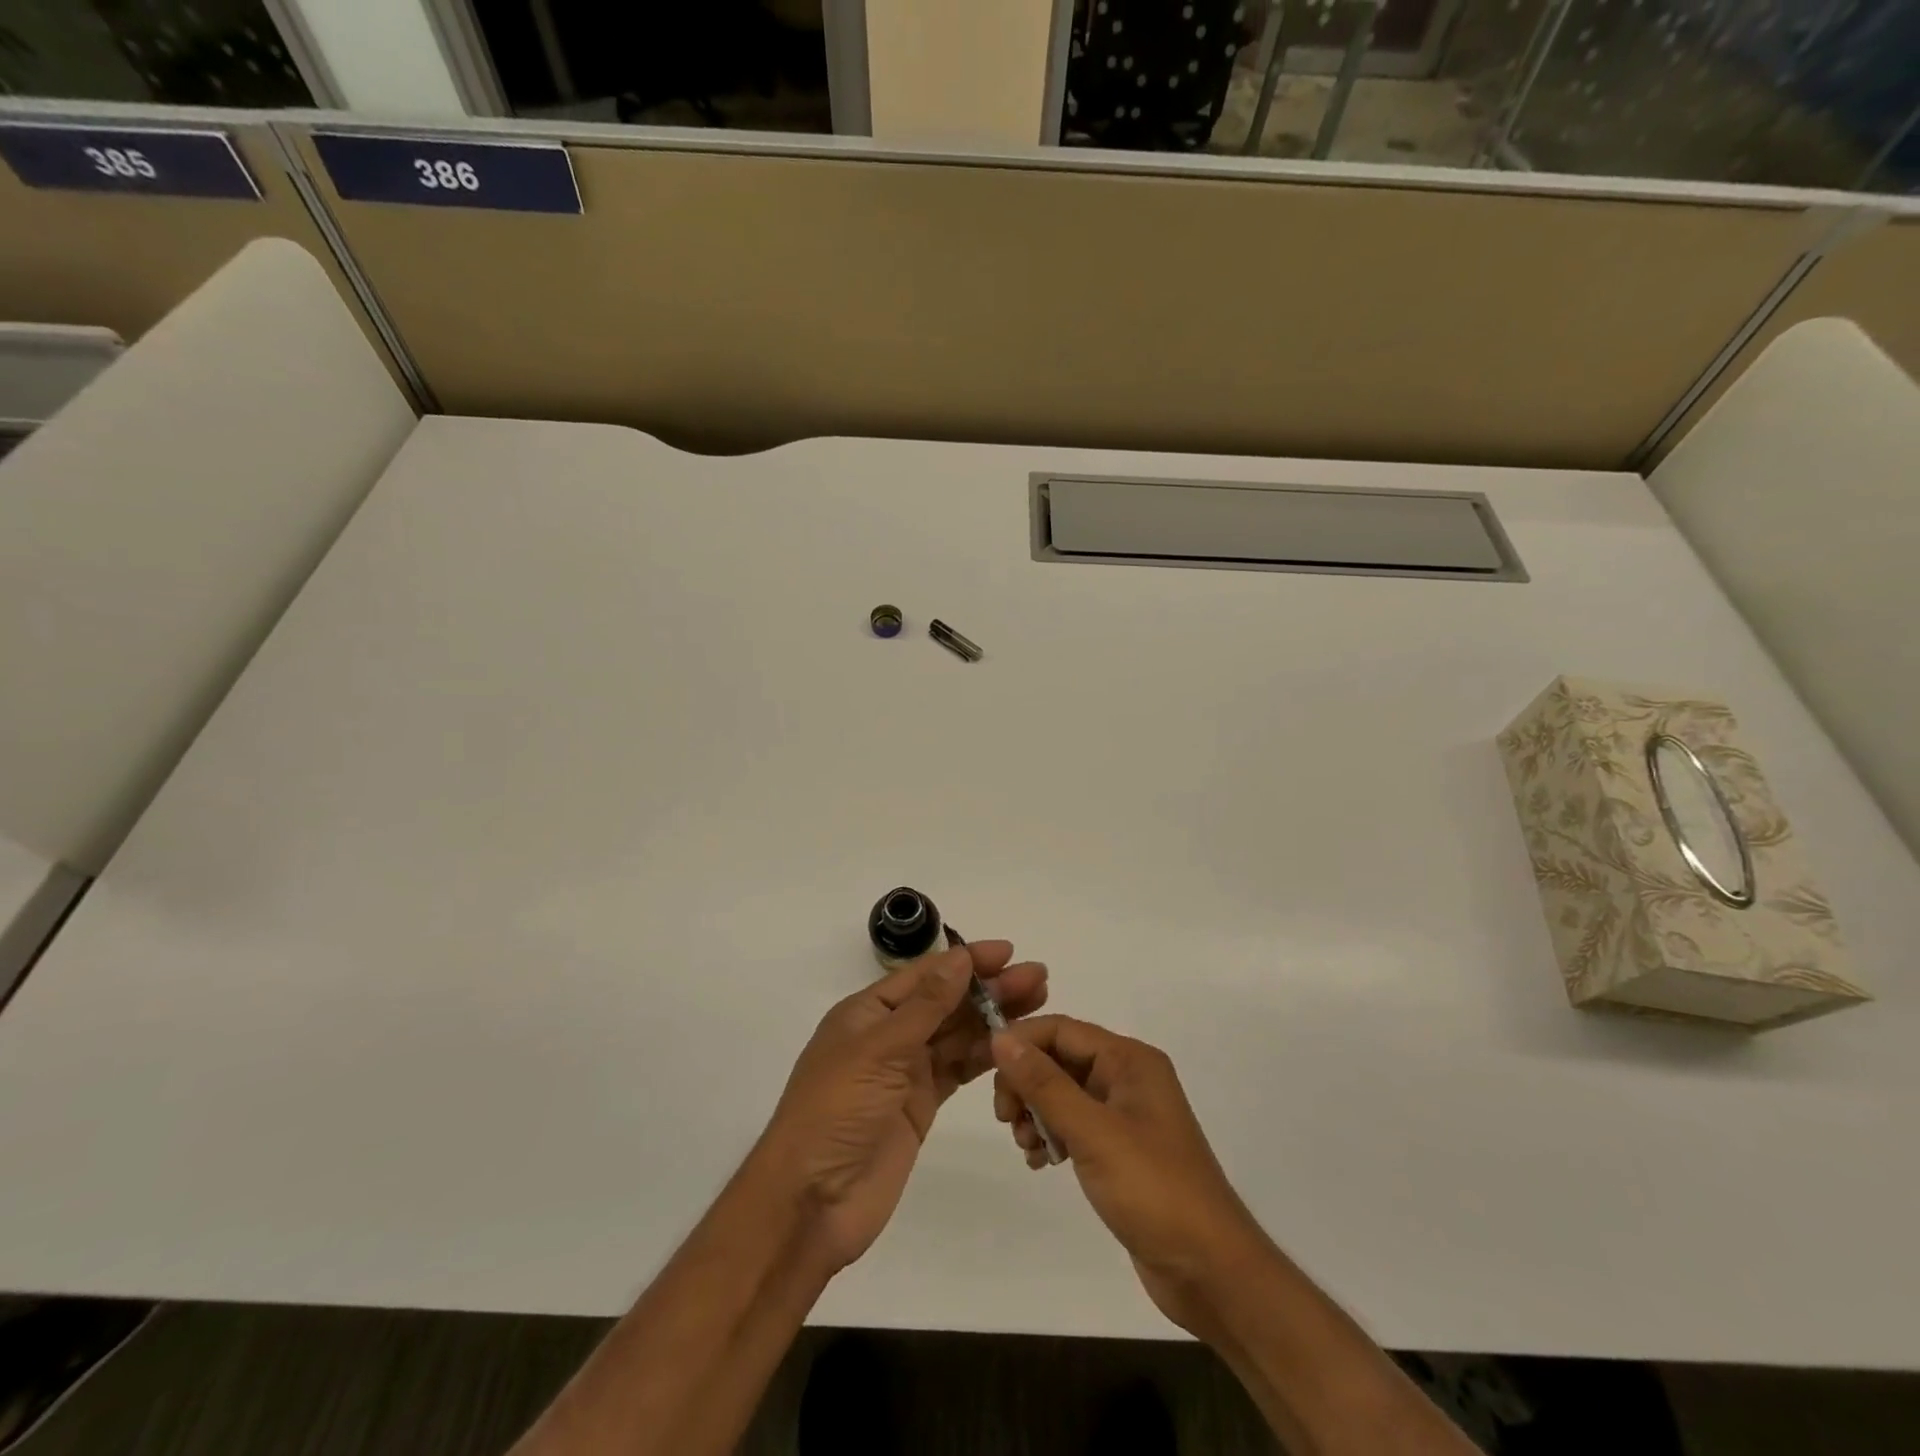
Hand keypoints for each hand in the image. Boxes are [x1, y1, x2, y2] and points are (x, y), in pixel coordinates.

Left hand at [757, 942, 1047, 1273]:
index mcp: (867, 1013)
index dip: (966, 961)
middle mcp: (888, 1035)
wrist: (811, 1203)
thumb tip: (961, 957)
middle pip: (946, 1003)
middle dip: (989, 988)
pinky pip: (958, 1070)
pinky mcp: (920, 1105)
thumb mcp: (878, 1051)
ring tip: (1037, 1003)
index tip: (1008, 951)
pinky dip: (985, 1056)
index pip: (925, 976)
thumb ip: (926, 1006)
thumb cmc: (835, 1112)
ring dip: (993, 1019)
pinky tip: (1014, 1045)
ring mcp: (905, 1072)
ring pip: (957, 1035)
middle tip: (1038, 978)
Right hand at [990, 1016, 1267, 1335]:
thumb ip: (1044, 1083)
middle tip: (1005, 1118)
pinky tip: (1040, 1162)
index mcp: (1129, 1060)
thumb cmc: (1153, 1190)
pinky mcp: (1120, 1149)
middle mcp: (1127, 1077)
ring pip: (1063, 1093)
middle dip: (1026, 1082)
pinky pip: (1074, 1124)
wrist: (1210, 1271)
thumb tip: (1000, 1038)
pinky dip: (1052, 1136)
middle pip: (1059, 1059)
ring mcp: (1125, 1114)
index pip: (1061, 1029)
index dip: (1020, 1042)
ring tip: (1025, 1146)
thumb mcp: (1093, 1132)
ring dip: (1036, 1112)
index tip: (983, 1067)